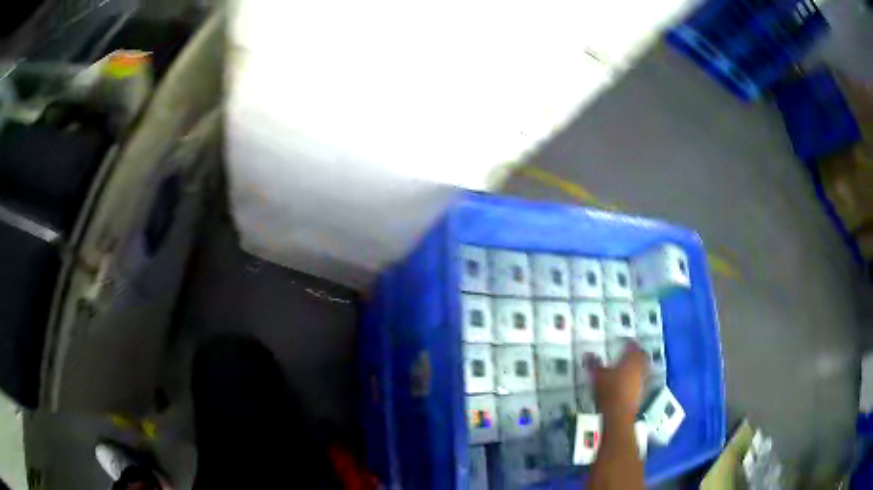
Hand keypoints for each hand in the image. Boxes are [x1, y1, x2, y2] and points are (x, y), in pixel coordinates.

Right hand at [593, 343, 647, 419]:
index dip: (631, 344)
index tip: (627, 342)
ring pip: (643, 370)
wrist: (618, 414)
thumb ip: (593, 364)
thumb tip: (587, 353)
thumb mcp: (597, 375)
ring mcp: (642, 382)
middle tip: (632, 353)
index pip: (634, 347)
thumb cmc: (609, 391)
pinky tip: (627, 385)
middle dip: (638, 355)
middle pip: (642, 358)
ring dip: (638, 368)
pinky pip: (640, 383)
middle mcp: (640, 369)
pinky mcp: (641, 395)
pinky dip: (635, 381)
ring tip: (629, 369)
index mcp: (631, 360)